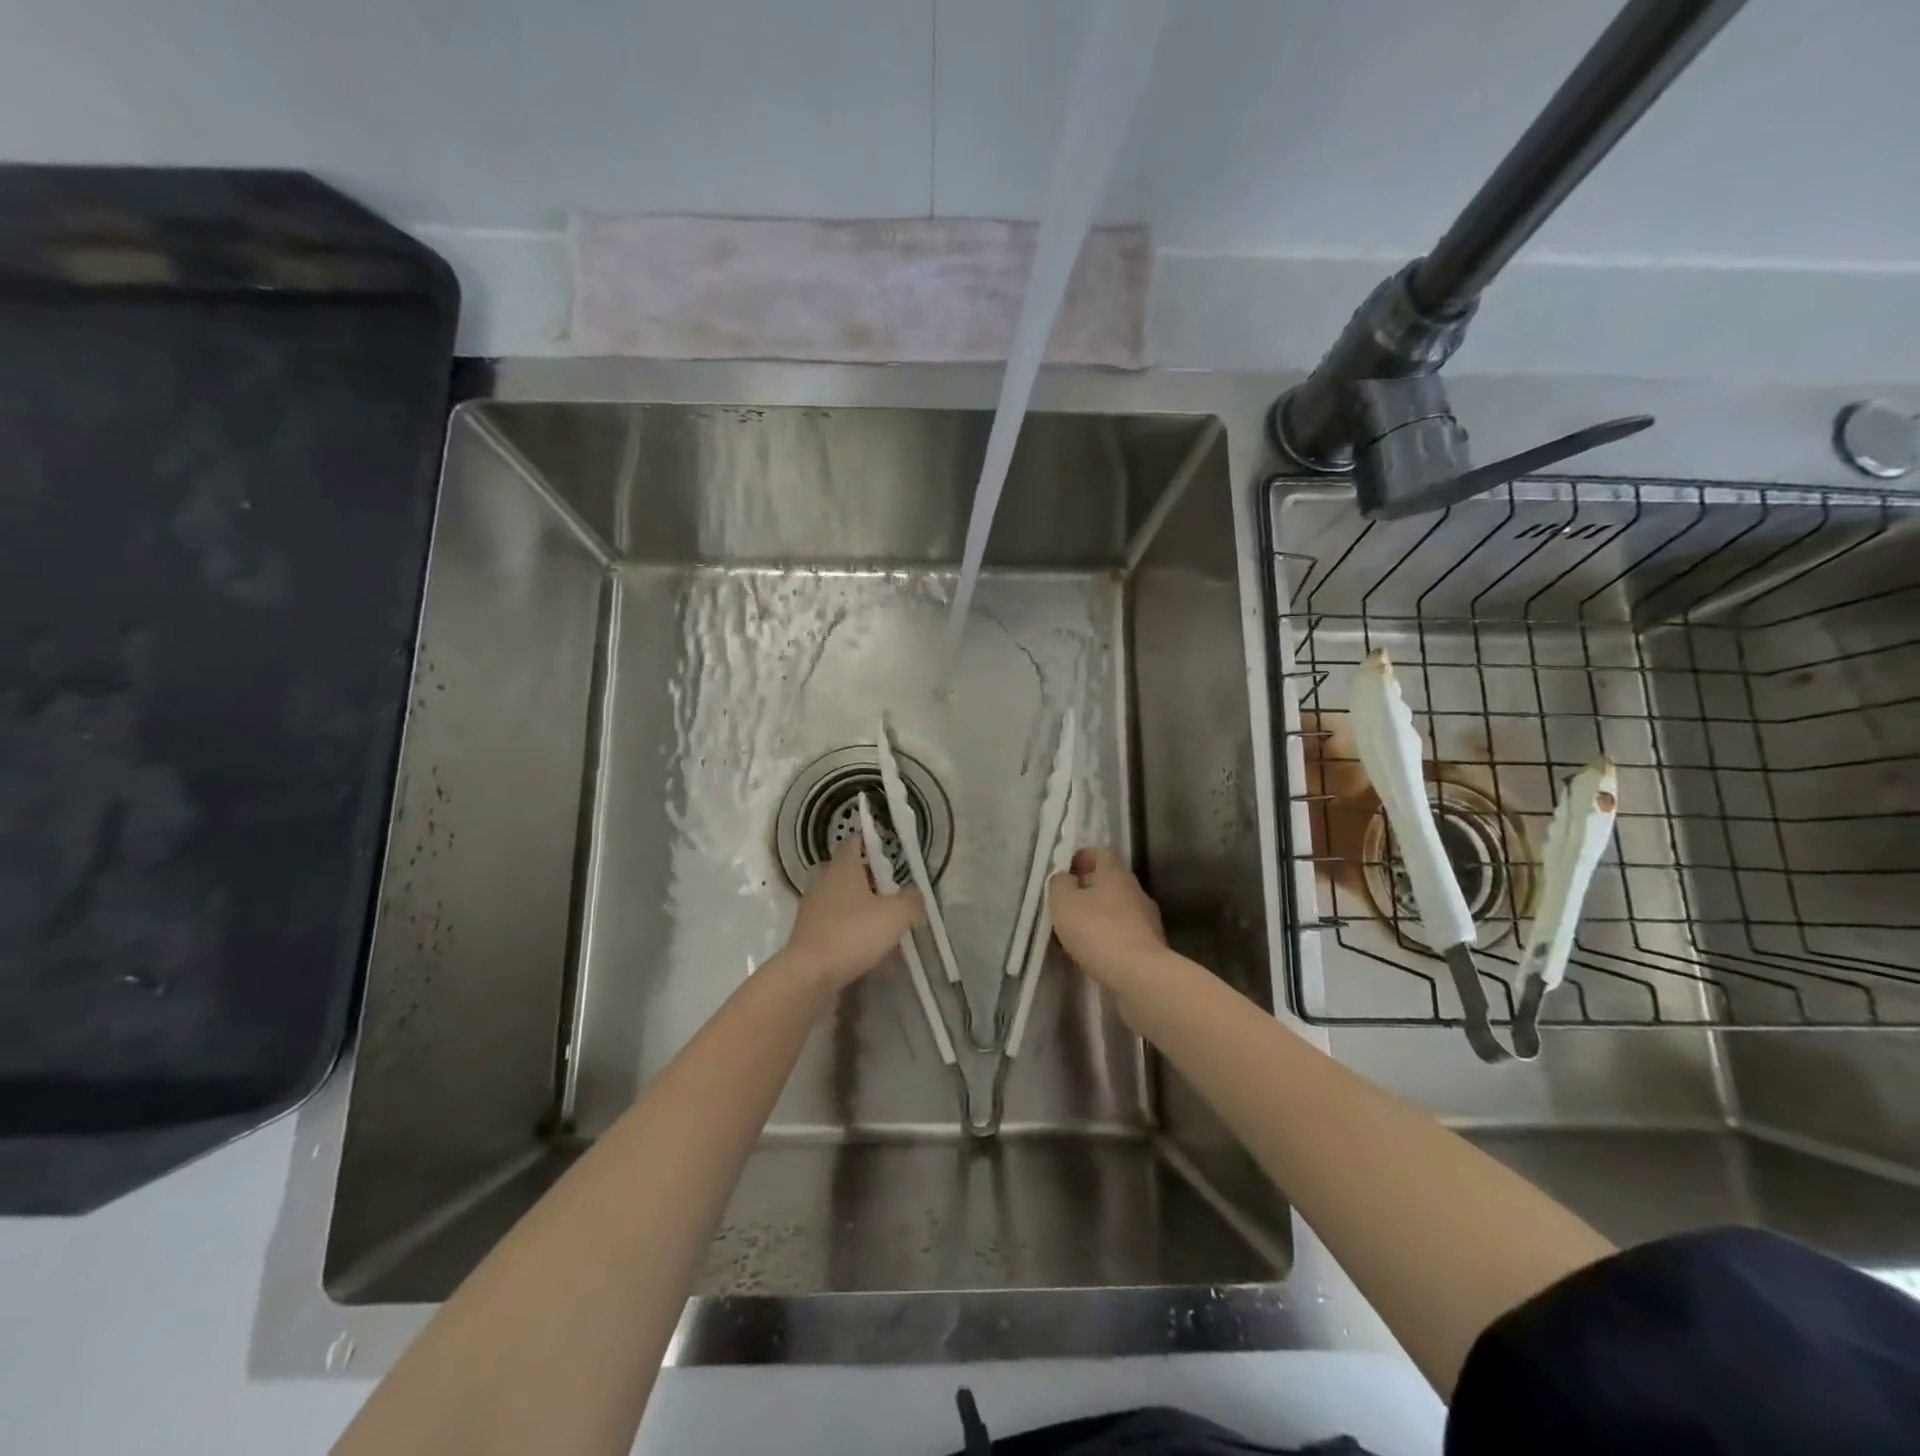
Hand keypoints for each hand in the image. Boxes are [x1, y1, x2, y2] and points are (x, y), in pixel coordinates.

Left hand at [781, 836, 926, 991]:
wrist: (809, 976)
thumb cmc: (853, 934)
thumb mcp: (896, 915)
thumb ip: (912, 901)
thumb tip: (916, 896)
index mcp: (842, 867)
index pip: (854, 841)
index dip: (871, 842)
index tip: (889, 852)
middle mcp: (823, 881)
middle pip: (846, 870)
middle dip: (868, 877)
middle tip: (891, 889)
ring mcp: (812, 908)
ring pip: (839, 897)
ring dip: (858, 905)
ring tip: (882, 920)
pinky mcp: (808, 934)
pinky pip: (832, 923)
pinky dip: (848, 928)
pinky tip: (865, 945)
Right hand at [1048, 846, 1165, 982]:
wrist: (1140, 975)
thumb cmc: (1097, 930)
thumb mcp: (1064, 902)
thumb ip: (1060, 884)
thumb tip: (1065, 878)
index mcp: (1115, 873)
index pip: (1101, 852)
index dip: (1083, 857)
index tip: (1066, 872)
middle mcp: (1136, 890)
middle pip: (1111, 881)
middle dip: (1089, 889)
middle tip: (1068, 905)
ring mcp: (1148, 919)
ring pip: (1119, 908)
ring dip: (1100, 916)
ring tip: (1079, 933)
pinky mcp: (1152, 946)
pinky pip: (1126, 933)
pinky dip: (1111, 938)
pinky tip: (1097, 953)